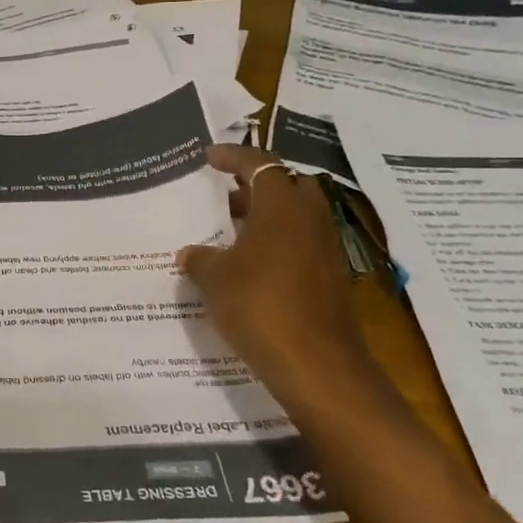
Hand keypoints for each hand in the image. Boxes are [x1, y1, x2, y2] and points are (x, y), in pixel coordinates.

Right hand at [178, 145, 372, 399]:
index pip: (259, 164)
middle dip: (257, 184)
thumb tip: (189, 254)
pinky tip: (251, 266)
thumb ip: (200, 259)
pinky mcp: (332, 278)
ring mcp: (326, 249)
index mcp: (282, 206)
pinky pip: (302, 244)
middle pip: (287, 185)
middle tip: (226, 195)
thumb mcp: (215, 280)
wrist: (317, 365)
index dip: (233, 157)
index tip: (209, 157)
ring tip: (232, 231)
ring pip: (297, 216)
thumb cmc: (259, 306)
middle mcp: (310, 219)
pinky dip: (278, 243)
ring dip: (268, 215)